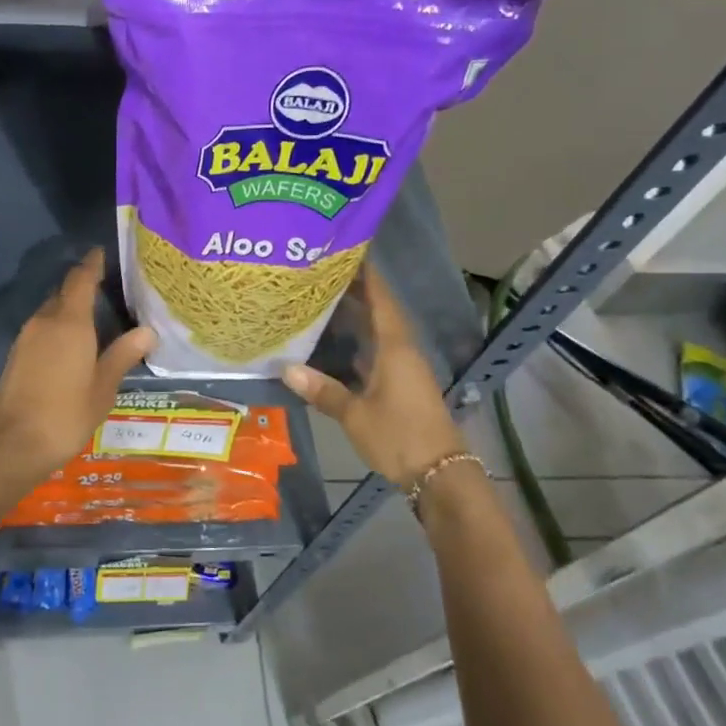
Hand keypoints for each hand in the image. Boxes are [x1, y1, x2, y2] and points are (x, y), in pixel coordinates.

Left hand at [0, 249, 156, 481]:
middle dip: (83, 286)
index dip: (92, 264)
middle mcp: (45, 321)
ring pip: (51, 311)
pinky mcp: (18, 354)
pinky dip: (60, 326)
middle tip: (110, 288)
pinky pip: (43, 328)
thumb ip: (122, 355)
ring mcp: (27, 337)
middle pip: (64, 292)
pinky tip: (74, 342)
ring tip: (96, 316)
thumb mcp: (103, 388)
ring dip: (70, 308)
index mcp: (70, 322)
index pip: (81, 279)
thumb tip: (147, 331)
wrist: (14, 443)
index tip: (103, 252)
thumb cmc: (66, 414)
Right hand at [282, 265, 467, 486]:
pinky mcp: (401, 386)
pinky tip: (335, 344)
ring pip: (377, 333)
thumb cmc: (398, 436)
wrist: (439, 474)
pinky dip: (357, 343)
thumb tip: (286, 369)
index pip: (381, 299)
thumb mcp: (355, 414)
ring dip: (356, 317)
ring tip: (322, 301)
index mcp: (395, 347)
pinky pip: (376, 352)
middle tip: (321, 274)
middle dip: (355, 292)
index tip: (347, 251)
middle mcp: (402, 351)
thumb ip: (323, 390)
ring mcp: (403, 369)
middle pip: (379, 312)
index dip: (366, 275)